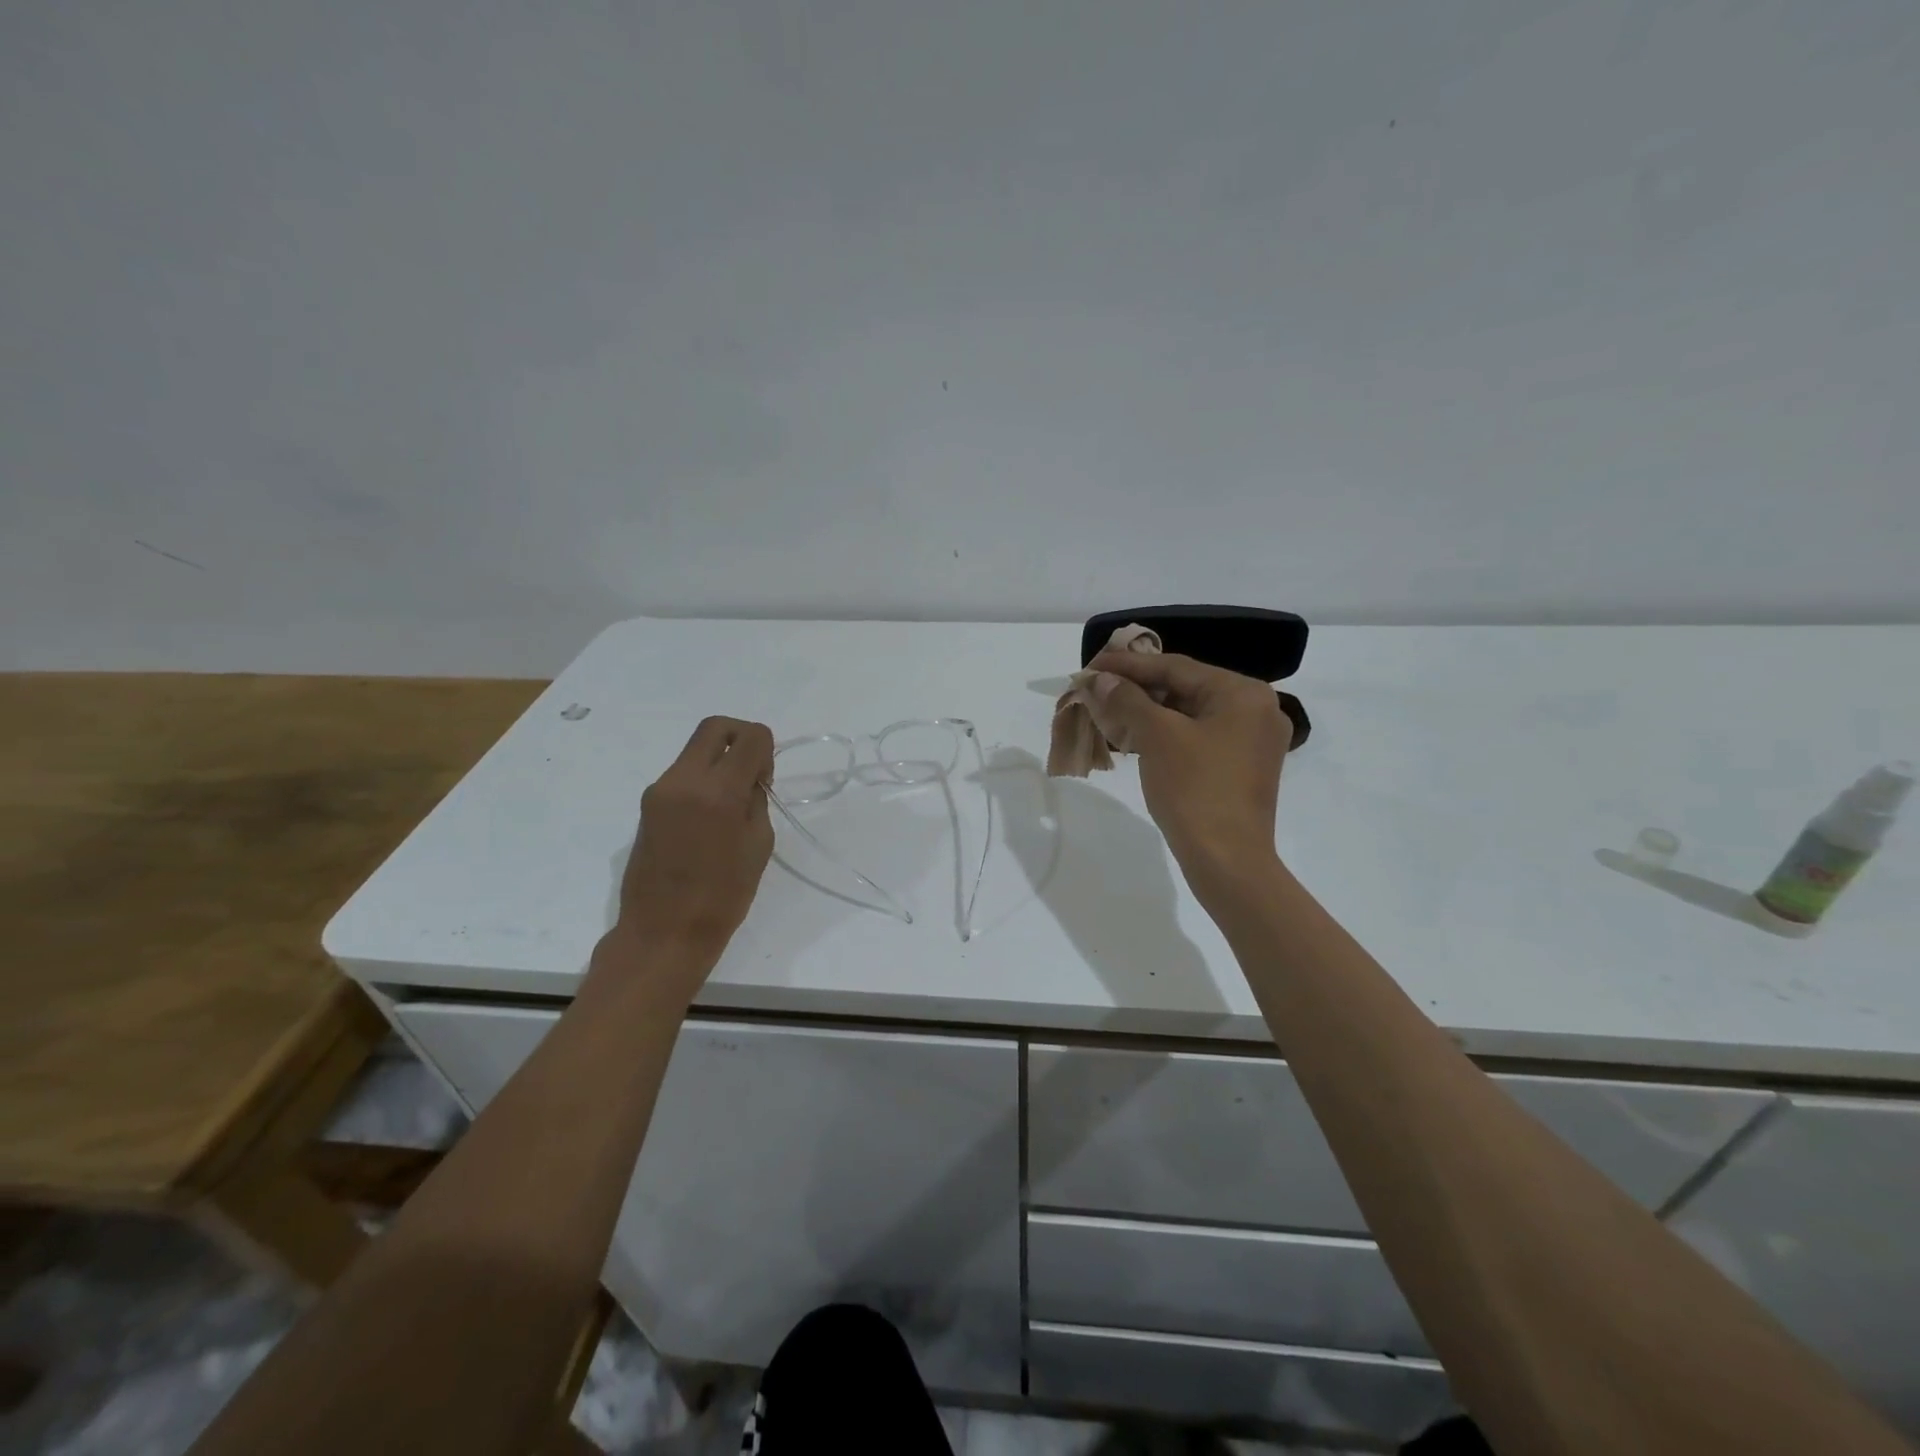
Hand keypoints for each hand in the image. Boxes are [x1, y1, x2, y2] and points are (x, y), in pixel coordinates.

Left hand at [612, 716, 775, 970]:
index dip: (767, 749)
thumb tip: (750, 779)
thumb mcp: (758, 845)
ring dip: (719, 761)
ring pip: (695, 750)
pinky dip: (702, 781)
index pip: (750, 736)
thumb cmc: (723, 896)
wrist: (664, 931)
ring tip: (731, 804)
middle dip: (741, 738)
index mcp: (717, 791)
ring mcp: (659, 790)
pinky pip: (682, 775)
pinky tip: (710, 819)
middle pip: (715, 727)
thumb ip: (756, 800)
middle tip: (752, 773)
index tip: (765, 780)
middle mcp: (683, 780)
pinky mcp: (647, 805)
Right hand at [1081, 651, 1290, 898]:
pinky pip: (1197, 737)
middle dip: (1136, 689)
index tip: (1090, 666)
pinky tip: (1134, 736)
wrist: (1227, 861)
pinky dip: (1165, 734)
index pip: (1176, 667)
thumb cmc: (1195, 789)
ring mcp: (1251, 741)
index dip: (1128, 665)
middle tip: (1095, 688)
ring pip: (1189, 714)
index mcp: (1243, 693)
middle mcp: (1255, 709)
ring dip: (1147, 712)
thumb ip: (1127, 699)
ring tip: (1106, 710)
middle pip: (1184, 688)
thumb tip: (1099, 679)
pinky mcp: (1241, 768)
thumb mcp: (1157, 736)